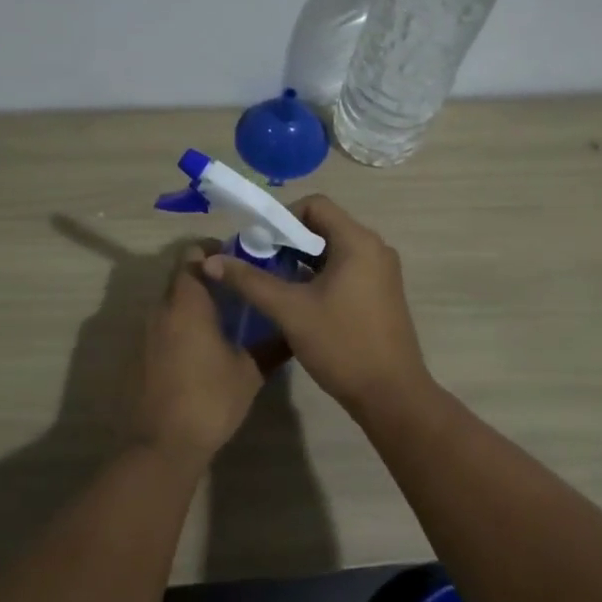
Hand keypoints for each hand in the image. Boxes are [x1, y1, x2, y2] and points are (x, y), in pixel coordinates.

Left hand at [136, 247, 265, 471]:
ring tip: (225, 317)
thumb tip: (292, 331)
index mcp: (187, 303)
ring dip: (194, 302)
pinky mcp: (141, 354)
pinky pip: (164, 326)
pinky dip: (182, 325)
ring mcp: (146, 332)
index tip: (238, 261)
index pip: (192, 255)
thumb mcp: (249, 372)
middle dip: (207, 277)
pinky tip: (204, 346)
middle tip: (237, 289)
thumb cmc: (209, 399)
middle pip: (181, 277)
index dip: (213, 251)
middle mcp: (161, 309)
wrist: (162, 444)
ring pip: (171, 302)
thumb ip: (271, 346)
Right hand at [204, 196, 430, 412]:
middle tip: (259, 263)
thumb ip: (250, 281)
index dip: (282, 217)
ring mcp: (382, 271)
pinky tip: (299, 300)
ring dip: (302, 260)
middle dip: (288, 241)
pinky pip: (346, 268)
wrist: (391, 395)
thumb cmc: (341, 344)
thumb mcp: (290, 310)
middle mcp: (375, 248)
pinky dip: (320, 275)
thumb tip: (211, 261)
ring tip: (274, 283)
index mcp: (358, 241)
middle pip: (324, 225)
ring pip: (334, 249)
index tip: (260, 243)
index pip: (315, 205)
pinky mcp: (381, 292)